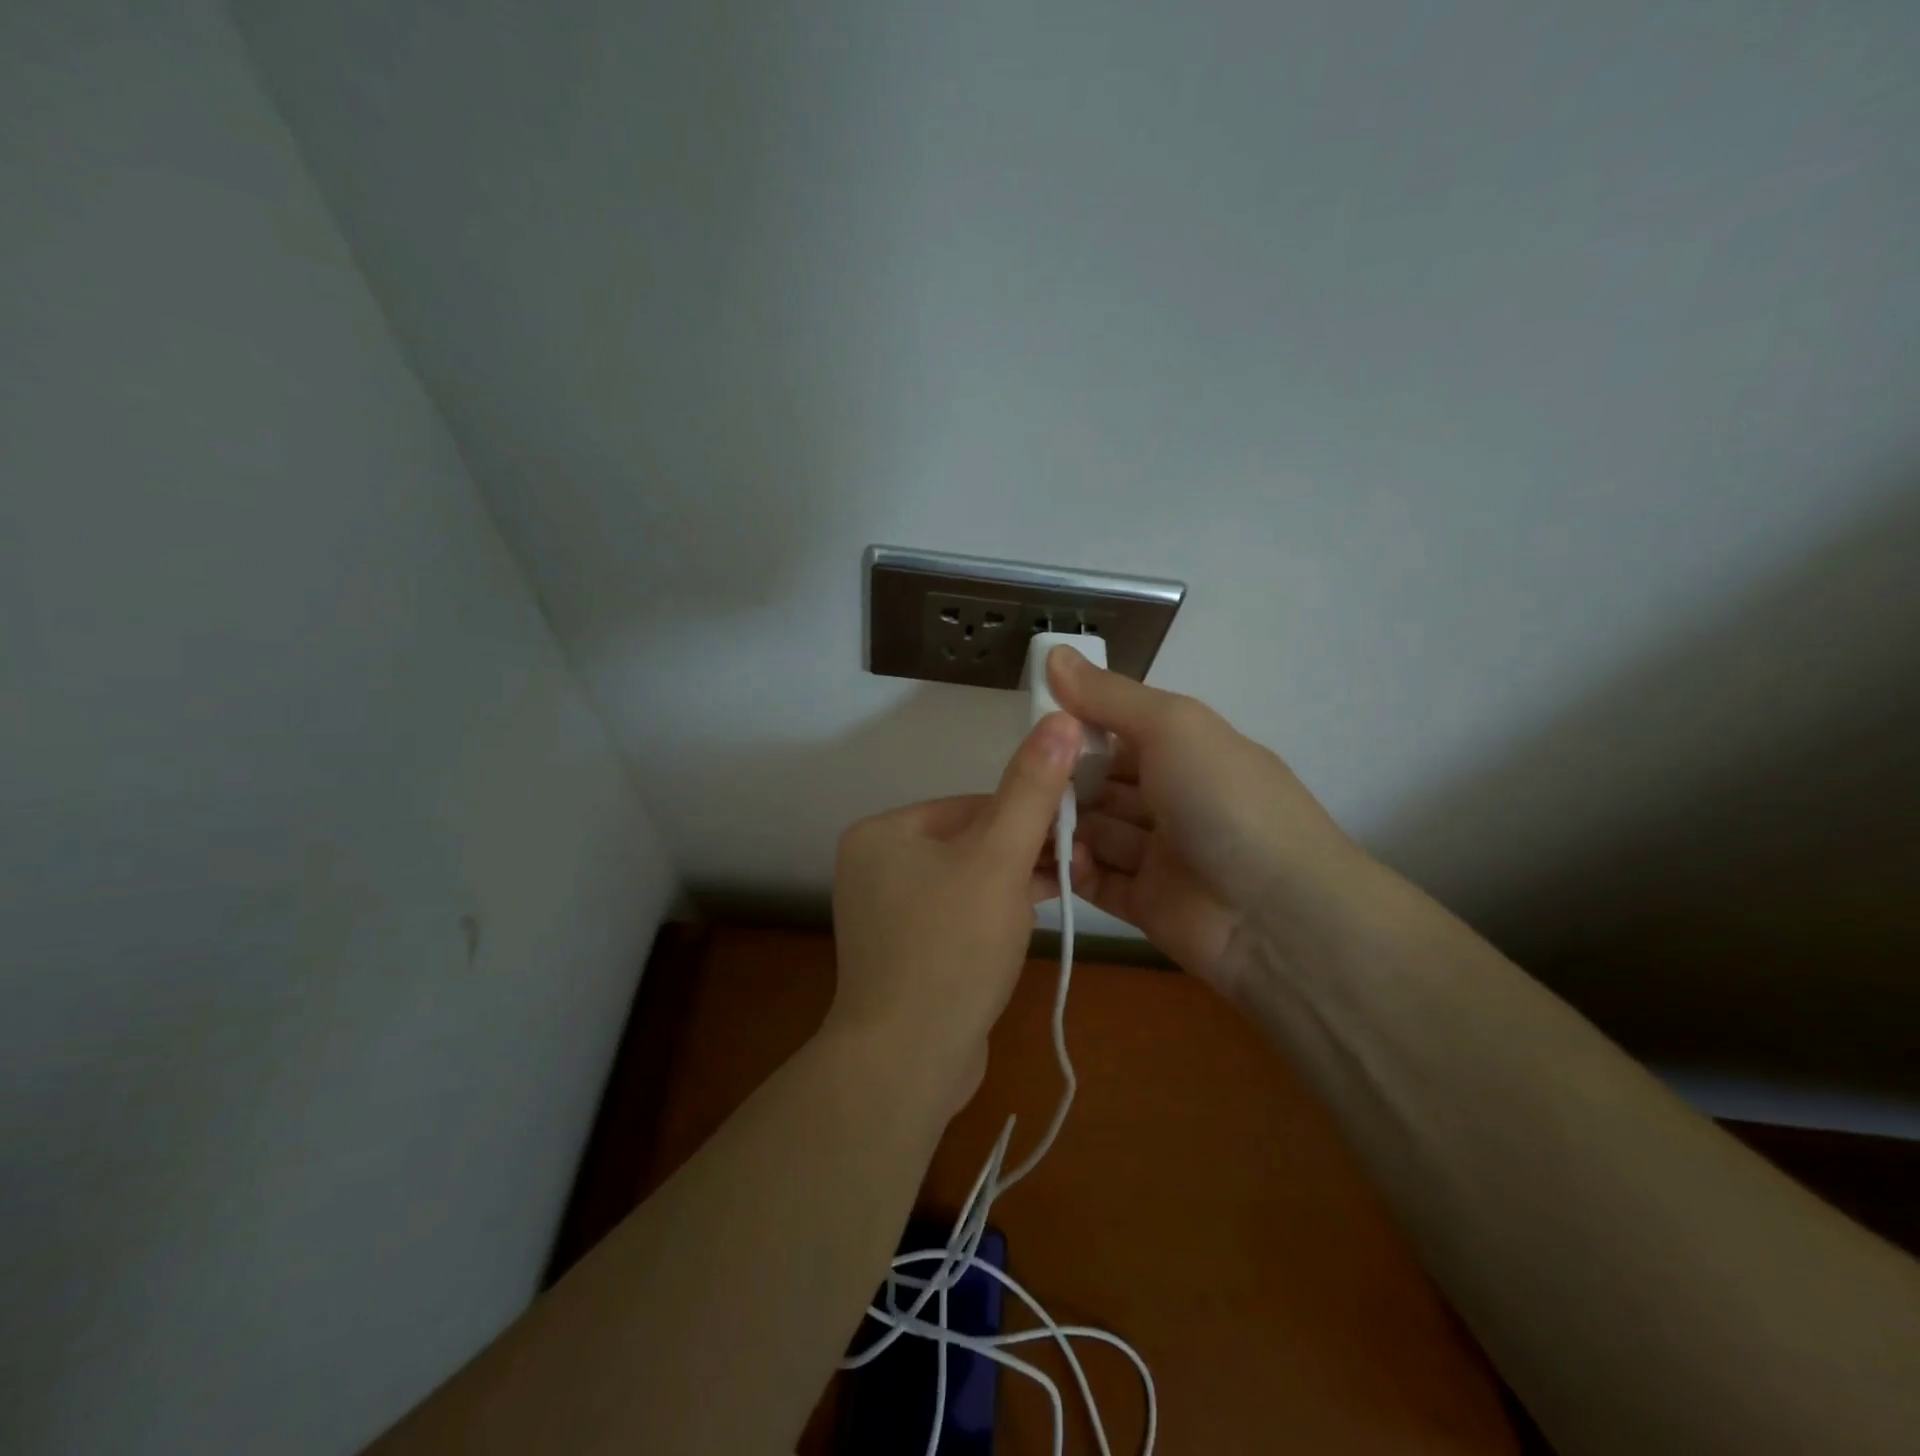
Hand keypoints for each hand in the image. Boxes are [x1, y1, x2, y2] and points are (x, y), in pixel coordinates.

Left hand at [829, 712, 1081, 1111]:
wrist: (909, 1063)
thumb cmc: (952, 947)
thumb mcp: (998, 859)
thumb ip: (1031, 790)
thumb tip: (1060, 718)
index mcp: (882, 833)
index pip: (972, 805)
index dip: (1027, 817)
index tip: (1072, 834)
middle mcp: (876, 866)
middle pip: (971, 842)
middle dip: (1024, 853)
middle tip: (1075, 864)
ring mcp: (887, 913)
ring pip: (969, 880)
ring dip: (1016, 883)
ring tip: (1066, 888)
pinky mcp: (906, 951)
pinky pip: (958, 915)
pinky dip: (994, 914)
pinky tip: (1032, 921)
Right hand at [1048, 647, 1366, 992]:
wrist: (1278, 915)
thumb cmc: (1224, 801)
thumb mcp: (1172, 726)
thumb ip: (1109, 695)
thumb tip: (1053, 652)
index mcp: (1186, 752)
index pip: (1119, 732)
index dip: (1078, 728)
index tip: (1034, 728)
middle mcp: (1173, 799)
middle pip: (1102, 784)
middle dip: (1063, 781)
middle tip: (1022, 781)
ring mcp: (1160, 855)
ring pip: (1095, 832)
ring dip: (1063, 825)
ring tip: (1026, 822)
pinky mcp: (1145, 904)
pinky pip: (1097, 881)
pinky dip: (1075, 869)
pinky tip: (1052, 859)